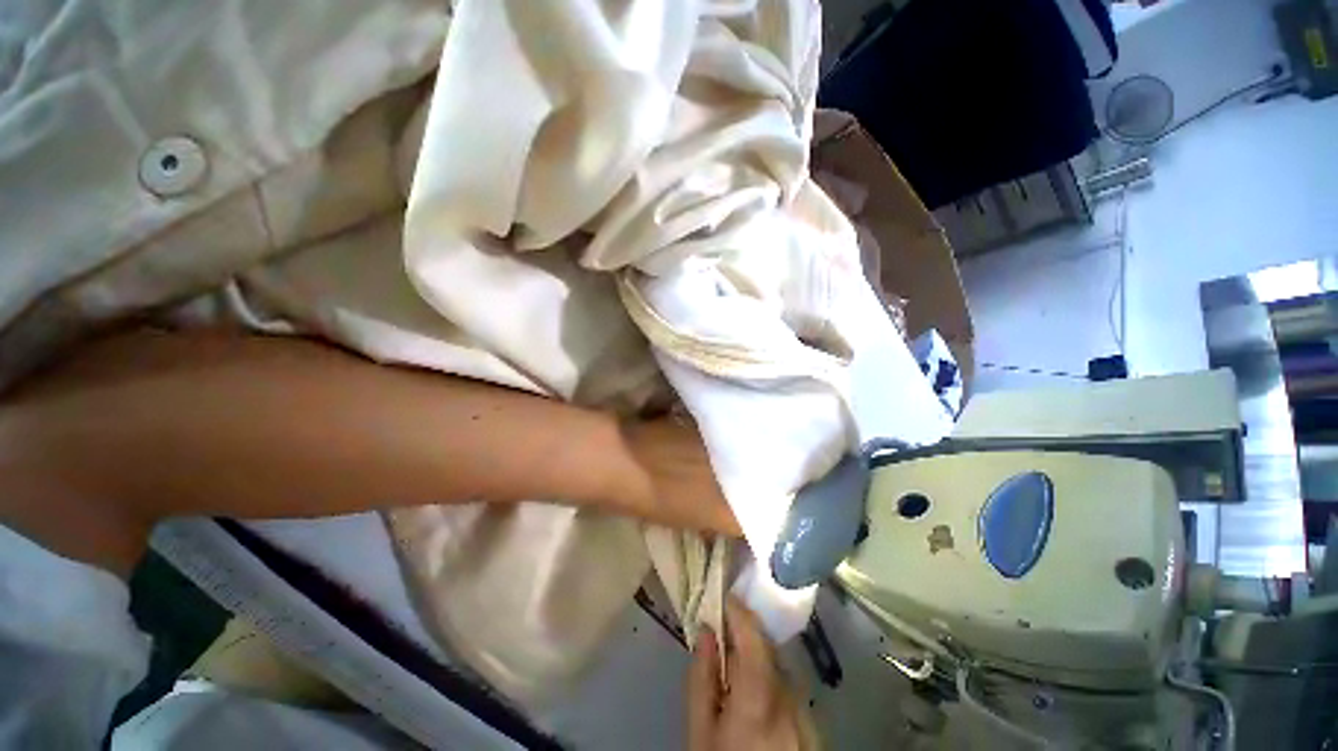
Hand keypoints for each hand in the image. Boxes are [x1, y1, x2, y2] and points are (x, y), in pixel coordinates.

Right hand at [687, 598, 811, 750]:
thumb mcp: (700, 731)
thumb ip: (701, 677)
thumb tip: (708, 631)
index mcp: (760, 697)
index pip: (754, 636)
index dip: (738, 610)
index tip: (722, 597)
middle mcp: (792, 699)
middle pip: (768, 651)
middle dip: (745, 639)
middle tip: (721, 640)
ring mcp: (807, 715)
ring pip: (780, 671)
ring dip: (758, 664)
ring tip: (735, 679)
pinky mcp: (814, 729)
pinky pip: (790, 693)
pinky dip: (772, 686)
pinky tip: (756, 706)